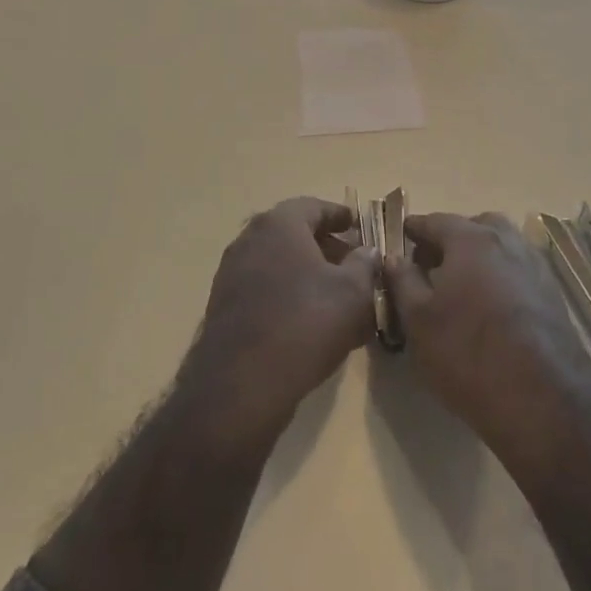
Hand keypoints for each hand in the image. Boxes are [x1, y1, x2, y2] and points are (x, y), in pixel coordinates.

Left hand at [183, 197, 375, 441]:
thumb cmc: (306, 323)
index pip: (313, 206)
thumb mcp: (353, 293)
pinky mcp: (224, 306)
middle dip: (324, 245)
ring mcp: (232, 272)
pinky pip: (264, 287)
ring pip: (278, 261)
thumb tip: (366, 250)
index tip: (356, 225)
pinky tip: (308, 319)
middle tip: (352, 262)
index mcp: (279, 224)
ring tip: (335, 294)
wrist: (242, 383)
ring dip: (306, 271)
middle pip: (293, 232)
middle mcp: (250, 239)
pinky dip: (287, 292)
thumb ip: (364, 264)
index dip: (339, 215)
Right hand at [387, 212, 590, 468]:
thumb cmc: (468, 354)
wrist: (543, 402)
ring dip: (480, 257)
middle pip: (476, 227)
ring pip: (502, 247)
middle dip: (452, 238)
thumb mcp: (418, 320)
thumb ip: (402, 281)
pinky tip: (490, 308)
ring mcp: (536, 267)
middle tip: (433, 264)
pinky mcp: (554, 296)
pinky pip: (519, 272)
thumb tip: (393, 257)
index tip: (402, 237)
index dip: (415, 229)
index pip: (436, 221)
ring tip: (461, 287)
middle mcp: (507, 242)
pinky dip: (501, 277)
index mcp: (471, 239)